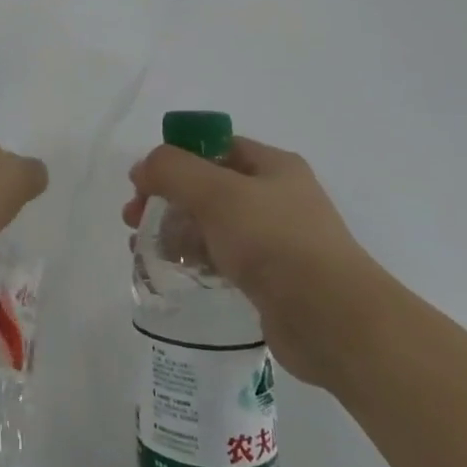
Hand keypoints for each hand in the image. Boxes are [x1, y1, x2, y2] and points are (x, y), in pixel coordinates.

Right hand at [123, 136, 388, 386]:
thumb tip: (144, 168)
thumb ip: (172, 170)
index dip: (174, 158)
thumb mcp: (216, 193)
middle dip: (166, 198)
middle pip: (207, 186)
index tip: (142, 182)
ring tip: (143, 249)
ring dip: (174, 230)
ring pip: (211, 224)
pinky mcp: (270, 278)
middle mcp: (276, 197)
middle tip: (133, 219)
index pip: (213, 146)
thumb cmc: (275, 242)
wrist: (333, 320)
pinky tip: (173, 270)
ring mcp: (275, 239)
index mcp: (272, 166)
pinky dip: (195, 258)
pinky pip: (222, 258)